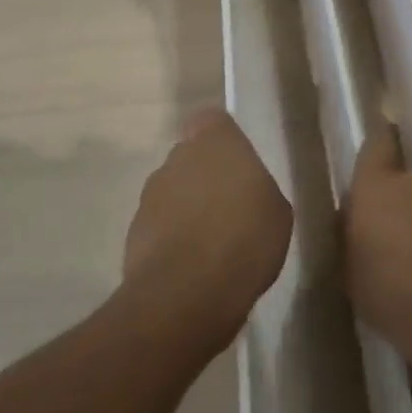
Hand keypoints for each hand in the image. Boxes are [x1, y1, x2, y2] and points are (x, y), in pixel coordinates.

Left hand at [123, 108, 292, 350]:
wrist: (186, 292)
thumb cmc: (244, 239)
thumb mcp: (277, 212)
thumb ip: (258, 188)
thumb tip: (246, 193)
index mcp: (215, 141)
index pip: (213, 120)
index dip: (224, 140)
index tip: (239, 166)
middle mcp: (178, 156)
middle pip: (191, 155)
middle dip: (205, 175)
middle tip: (230, 208)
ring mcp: (151, 192)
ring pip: (173, 190)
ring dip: (187, 207)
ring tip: (211, 244)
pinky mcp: (134, 228)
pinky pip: (160, 224)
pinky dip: (172, 237)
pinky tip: (192, 266)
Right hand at [343, 123, 411, 383]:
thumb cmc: (393, 295)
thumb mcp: (350, 271)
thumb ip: (348, 234)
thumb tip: (351, 217)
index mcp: (376, 185)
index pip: (376, 144)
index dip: (376, 149)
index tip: (371, 161)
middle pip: (403, 177)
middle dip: (396, 197)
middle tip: (385, 231)